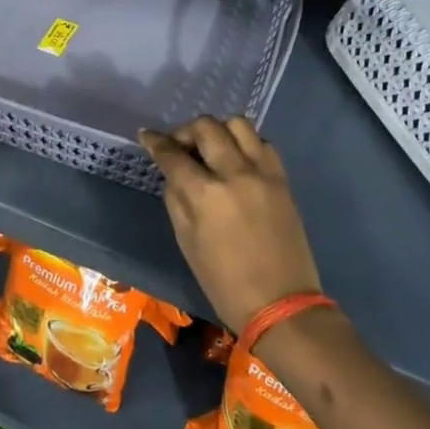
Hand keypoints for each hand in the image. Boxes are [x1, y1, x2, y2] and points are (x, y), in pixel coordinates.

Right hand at [140, 116, 321, 335]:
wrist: (281, 304)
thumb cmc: (224, 282)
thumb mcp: (186, 242)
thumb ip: (176, 200)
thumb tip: (174, 174)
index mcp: (206, 194)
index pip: (172, 154)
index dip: (155, 141)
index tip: (146, 135)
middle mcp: (235, 173)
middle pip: (206, 127)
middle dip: (186, 131)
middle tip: (179, 146)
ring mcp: (263, 173)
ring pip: (239, 125)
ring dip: (218, 130)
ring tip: (211, 149)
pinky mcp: (282, 180)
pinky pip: (263, 143)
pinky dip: (246, 144)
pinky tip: (238, 161)